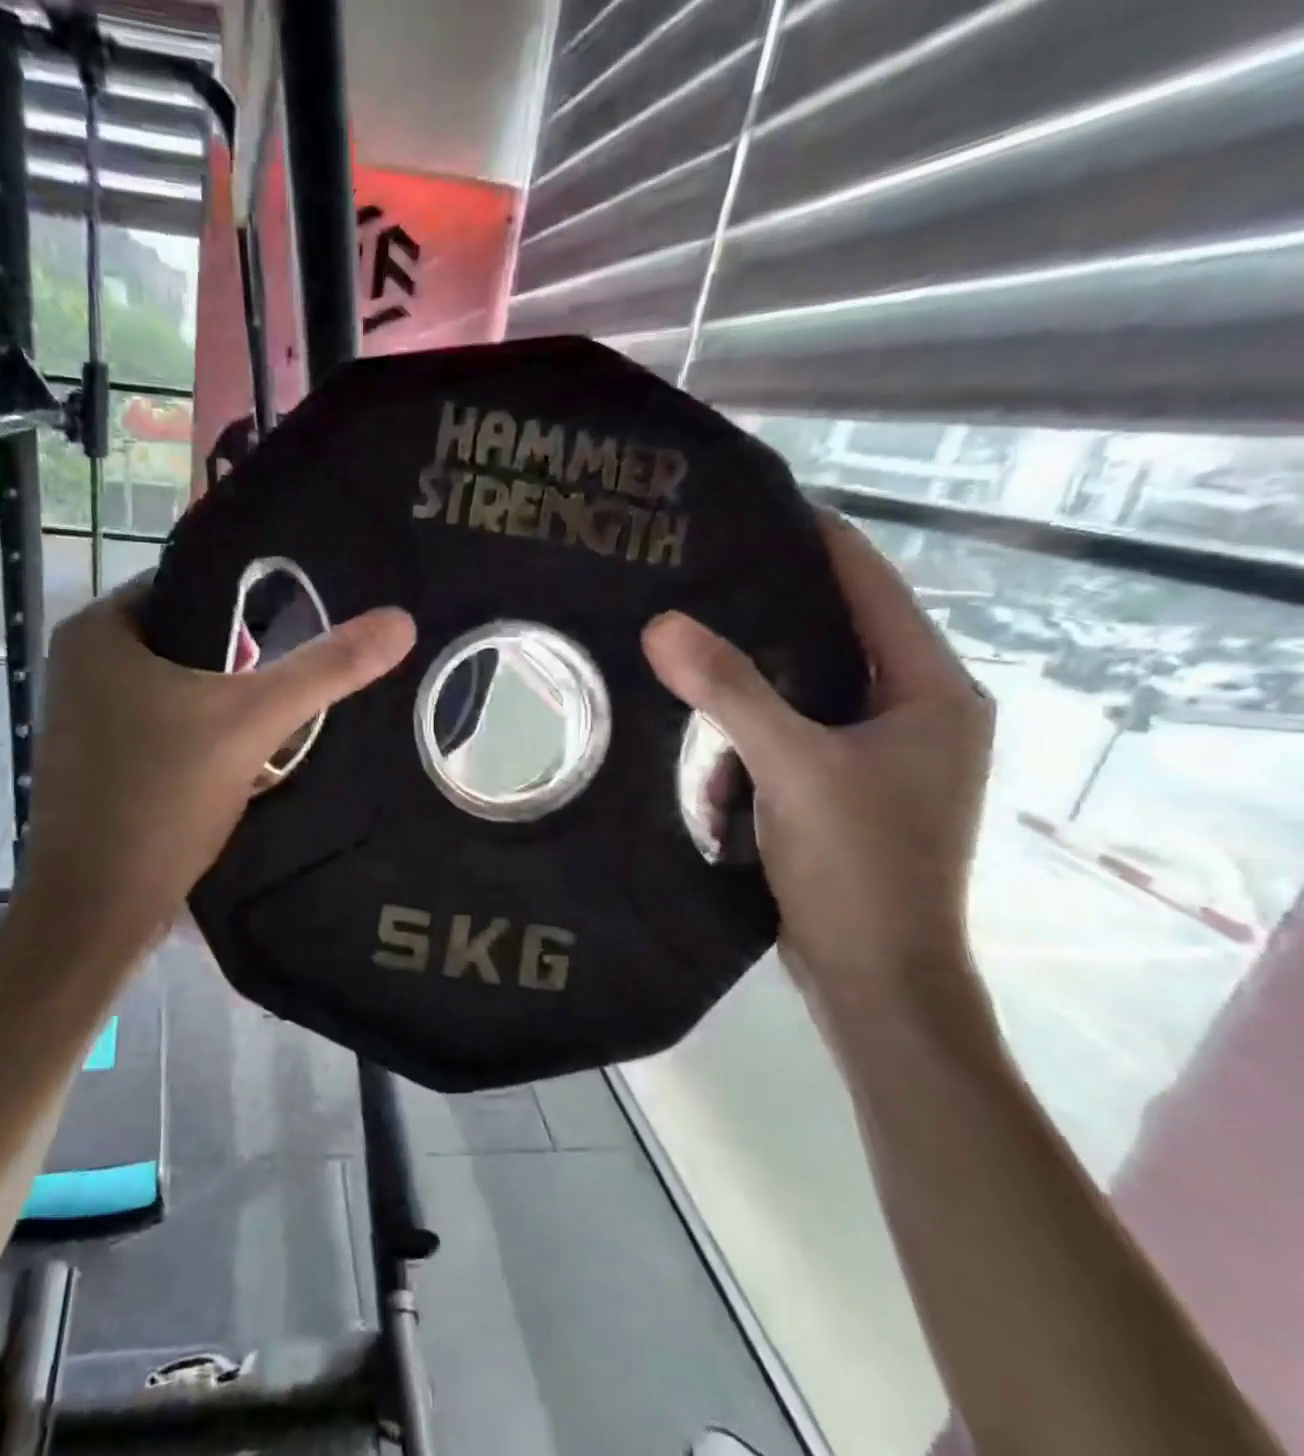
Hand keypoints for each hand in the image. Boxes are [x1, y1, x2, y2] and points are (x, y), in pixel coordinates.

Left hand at [17, 577, 415, 951]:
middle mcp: (80, 664)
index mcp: (99, 631)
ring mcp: (83, 717)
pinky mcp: (97, 762)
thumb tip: (400, 621)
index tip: (304, 625)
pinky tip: (241, 759)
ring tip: (280, 720)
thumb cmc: (160, 798)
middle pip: (188, 641)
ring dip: (225, 702)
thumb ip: (325, 670)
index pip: (192, 586)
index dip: (251, 603)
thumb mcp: (252, 722)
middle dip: (244, 662)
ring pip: (176, 688)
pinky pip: (162, 726)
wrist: (94, 911)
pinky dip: (200, 734)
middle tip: (295, 683)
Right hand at [642, 513, 993, 1019]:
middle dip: (767, 615)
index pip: (874, 589)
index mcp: (932, 693)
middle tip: (700, 579)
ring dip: (750, 690)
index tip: (757, 509)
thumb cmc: (860, 867)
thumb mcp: (792, 768)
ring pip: (803, 691)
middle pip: (834, 637)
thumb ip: (730, 691)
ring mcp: (881, 756)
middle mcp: (916, 714)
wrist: (875, 979)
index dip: (821, 542)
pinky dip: (749, 738)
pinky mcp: (845, 790)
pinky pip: (788, 736)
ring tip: (689, 657)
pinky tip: (707, 746)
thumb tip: (662, 623)